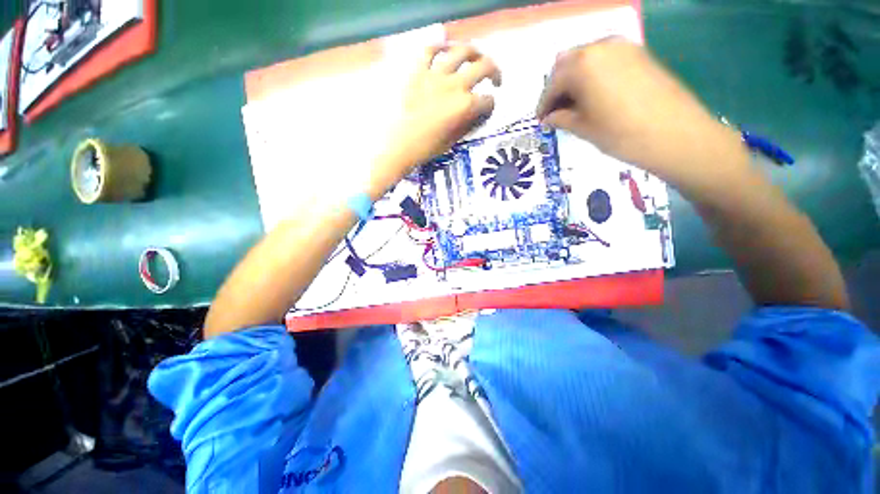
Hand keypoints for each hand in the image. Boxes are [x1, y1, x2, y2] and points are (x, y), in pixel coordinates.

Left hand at [387, 44, 501, 171]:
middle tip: (494, 80)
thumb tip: (477, 113)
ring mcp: (436, 75)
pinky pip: (430, 50)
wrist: (399, 145)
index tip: (486, 110)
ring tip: (475, 59)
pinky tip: (446, 49)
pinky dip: (440, 46)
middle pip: (484, 67)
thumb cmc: (427, 148)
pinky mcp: (418, 71)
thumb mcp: (453, 141)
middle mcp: (455, 86)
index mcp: (465, 107)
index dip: (490, 106)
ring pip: (461, 51)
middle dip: (494, 73)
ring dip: (474, 53)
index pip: (488, 101)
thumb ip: (468, 124)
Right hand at [536, 39, 744, 183]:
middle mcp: (600, 47)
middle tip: (556, 110)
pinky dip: (594, 74)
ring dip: (575, 79)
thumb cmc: (621, 135)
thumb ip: (562, 118)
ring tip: (575, 104)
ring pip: (587, 58)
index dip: (544, 104)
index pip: (553, 84)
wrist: (676, 134)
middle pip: (567, 63)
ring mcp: (623, 46)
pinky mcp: (639, 53)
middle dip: (558, 87)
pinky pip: (606, 59)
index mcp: (582, 66)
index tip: (541, 120)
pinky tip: (595, 94)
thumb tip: (549, 118)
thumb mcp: (584, 129)